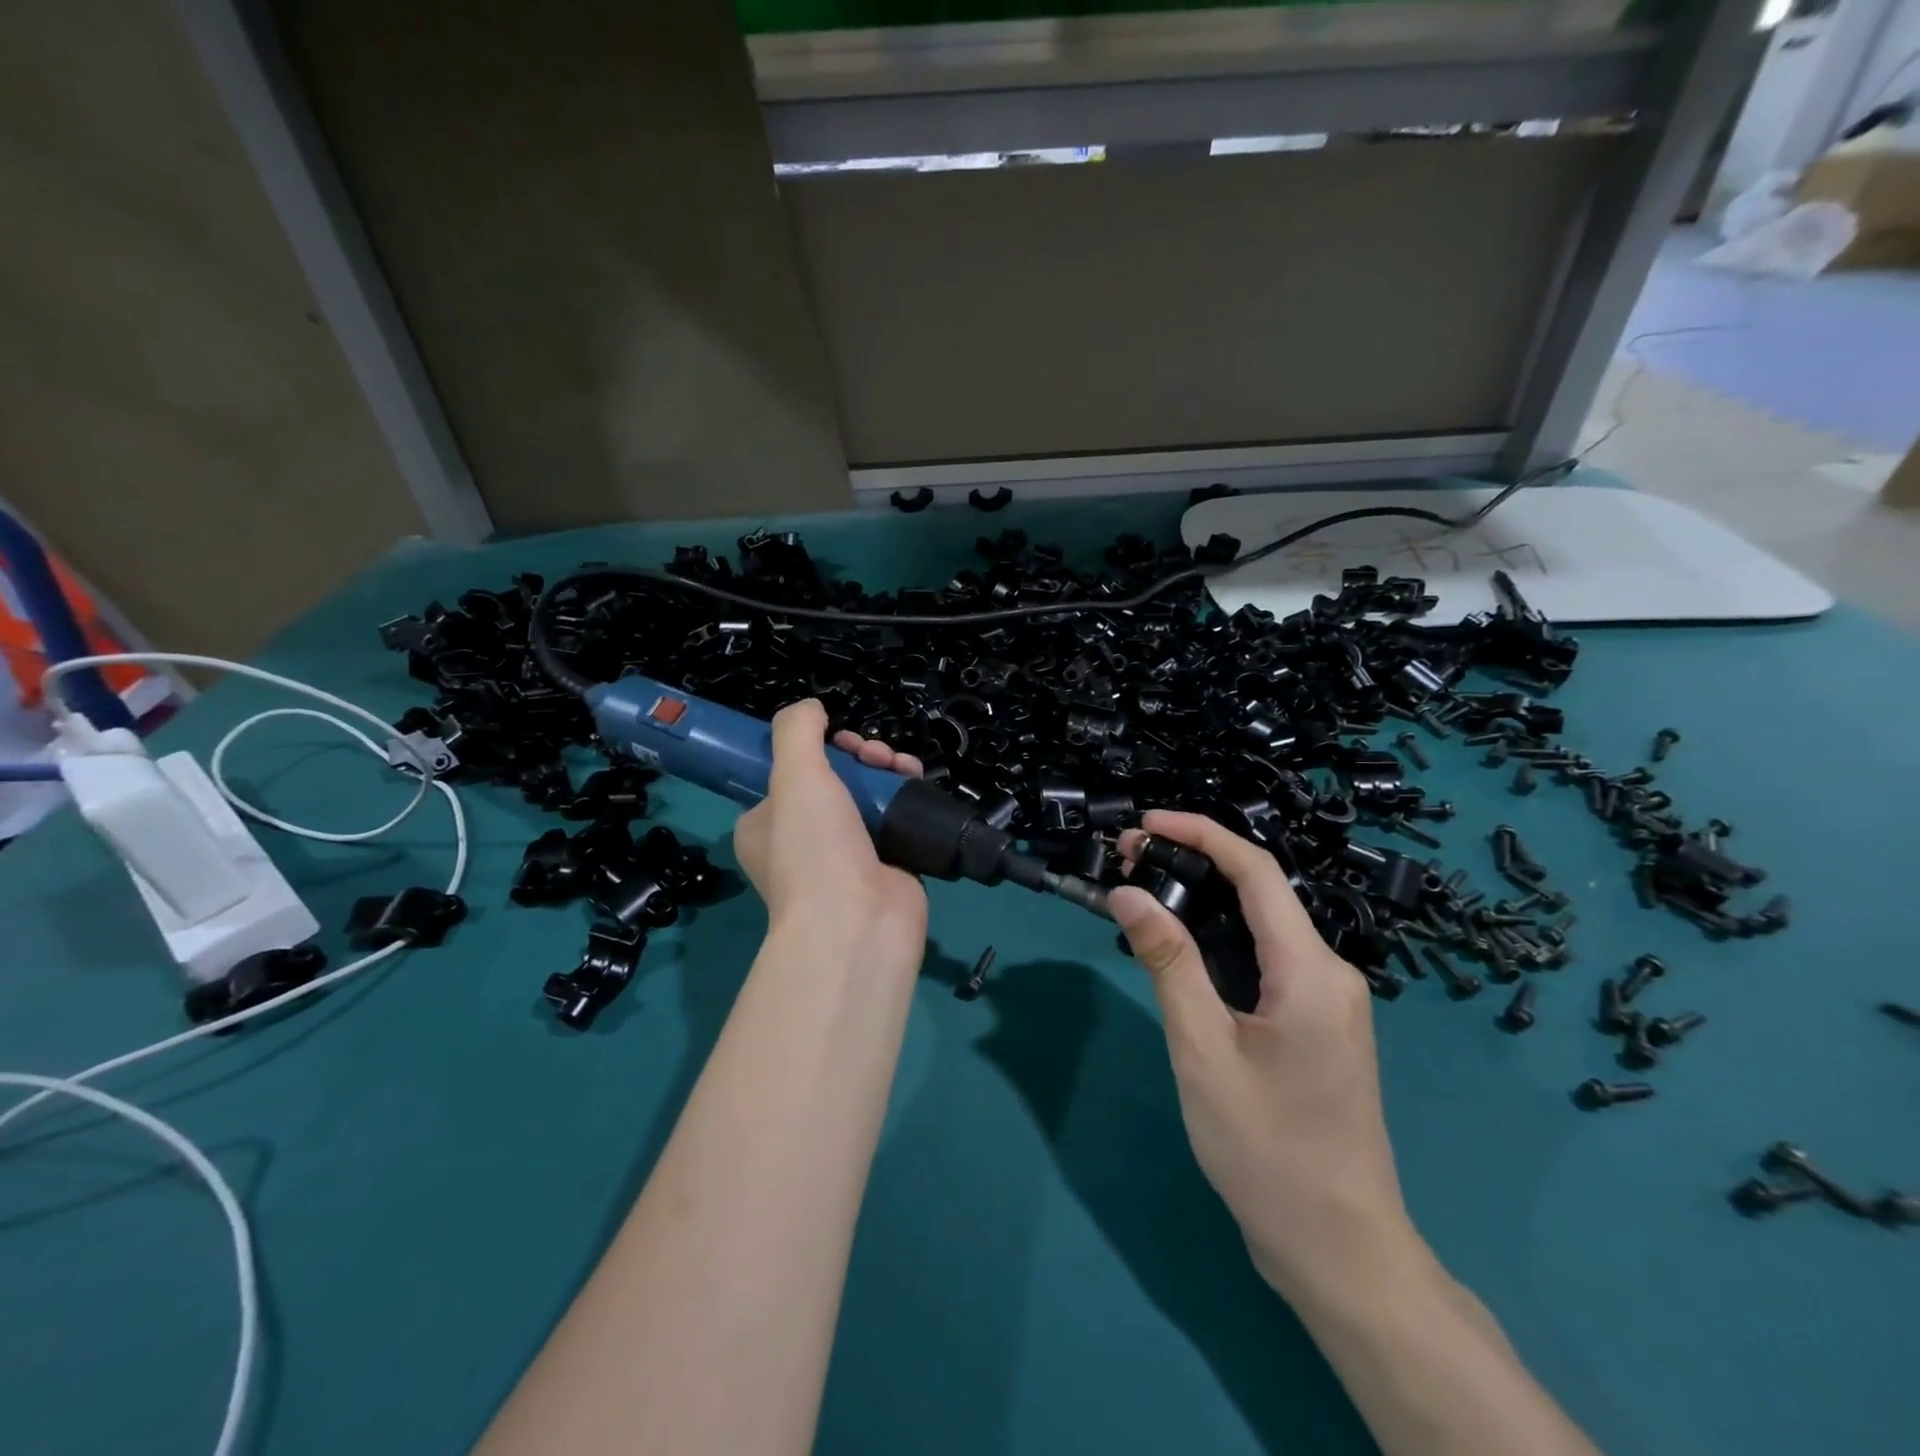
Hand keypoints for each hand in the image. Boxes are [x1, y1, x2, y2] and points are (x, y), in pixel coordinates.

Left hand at [732, 700, 928, 974]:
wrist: (858, 924)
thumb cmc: (814, 849)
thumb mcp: (793, 776)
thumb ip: (797, 731)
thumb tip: (812, 708)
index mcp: (766, 824)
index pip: (788, 772)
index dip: (816, 747)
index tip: (836, 739)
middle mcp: (803, 840)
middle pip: (835, 778)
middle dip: (859, 755)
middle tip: (873, 754)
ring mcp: (847, 855)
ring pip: (868, 794)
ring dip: (886, 769)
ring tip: (901, 766)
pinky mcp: (888, 864)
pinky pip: (896, 818)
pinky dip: (907, 796)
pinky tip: (916, 780)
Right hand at [1109, 810, 1415, 1301]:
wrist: (1339, 1248)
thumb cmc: (1267, 1150)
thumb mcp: (1203, 1051)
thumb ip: (1168, 963)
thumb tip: (1128, 893)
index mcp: (1310, 970)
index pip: (1256, 871)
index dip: (1200, 833)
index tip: (1145, 824)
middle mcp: (1329, 972)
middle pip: (1259, 892)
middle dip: (1194, 864)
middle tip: (1127, 862)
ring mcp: (1328, 999)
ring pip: (1261, 926)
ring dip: (1204, 902)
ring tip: (1142, 896)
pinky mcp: (1317, 1024)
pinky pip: (1266, 959)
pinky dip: (1219, 941)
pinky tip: (1180, 950)